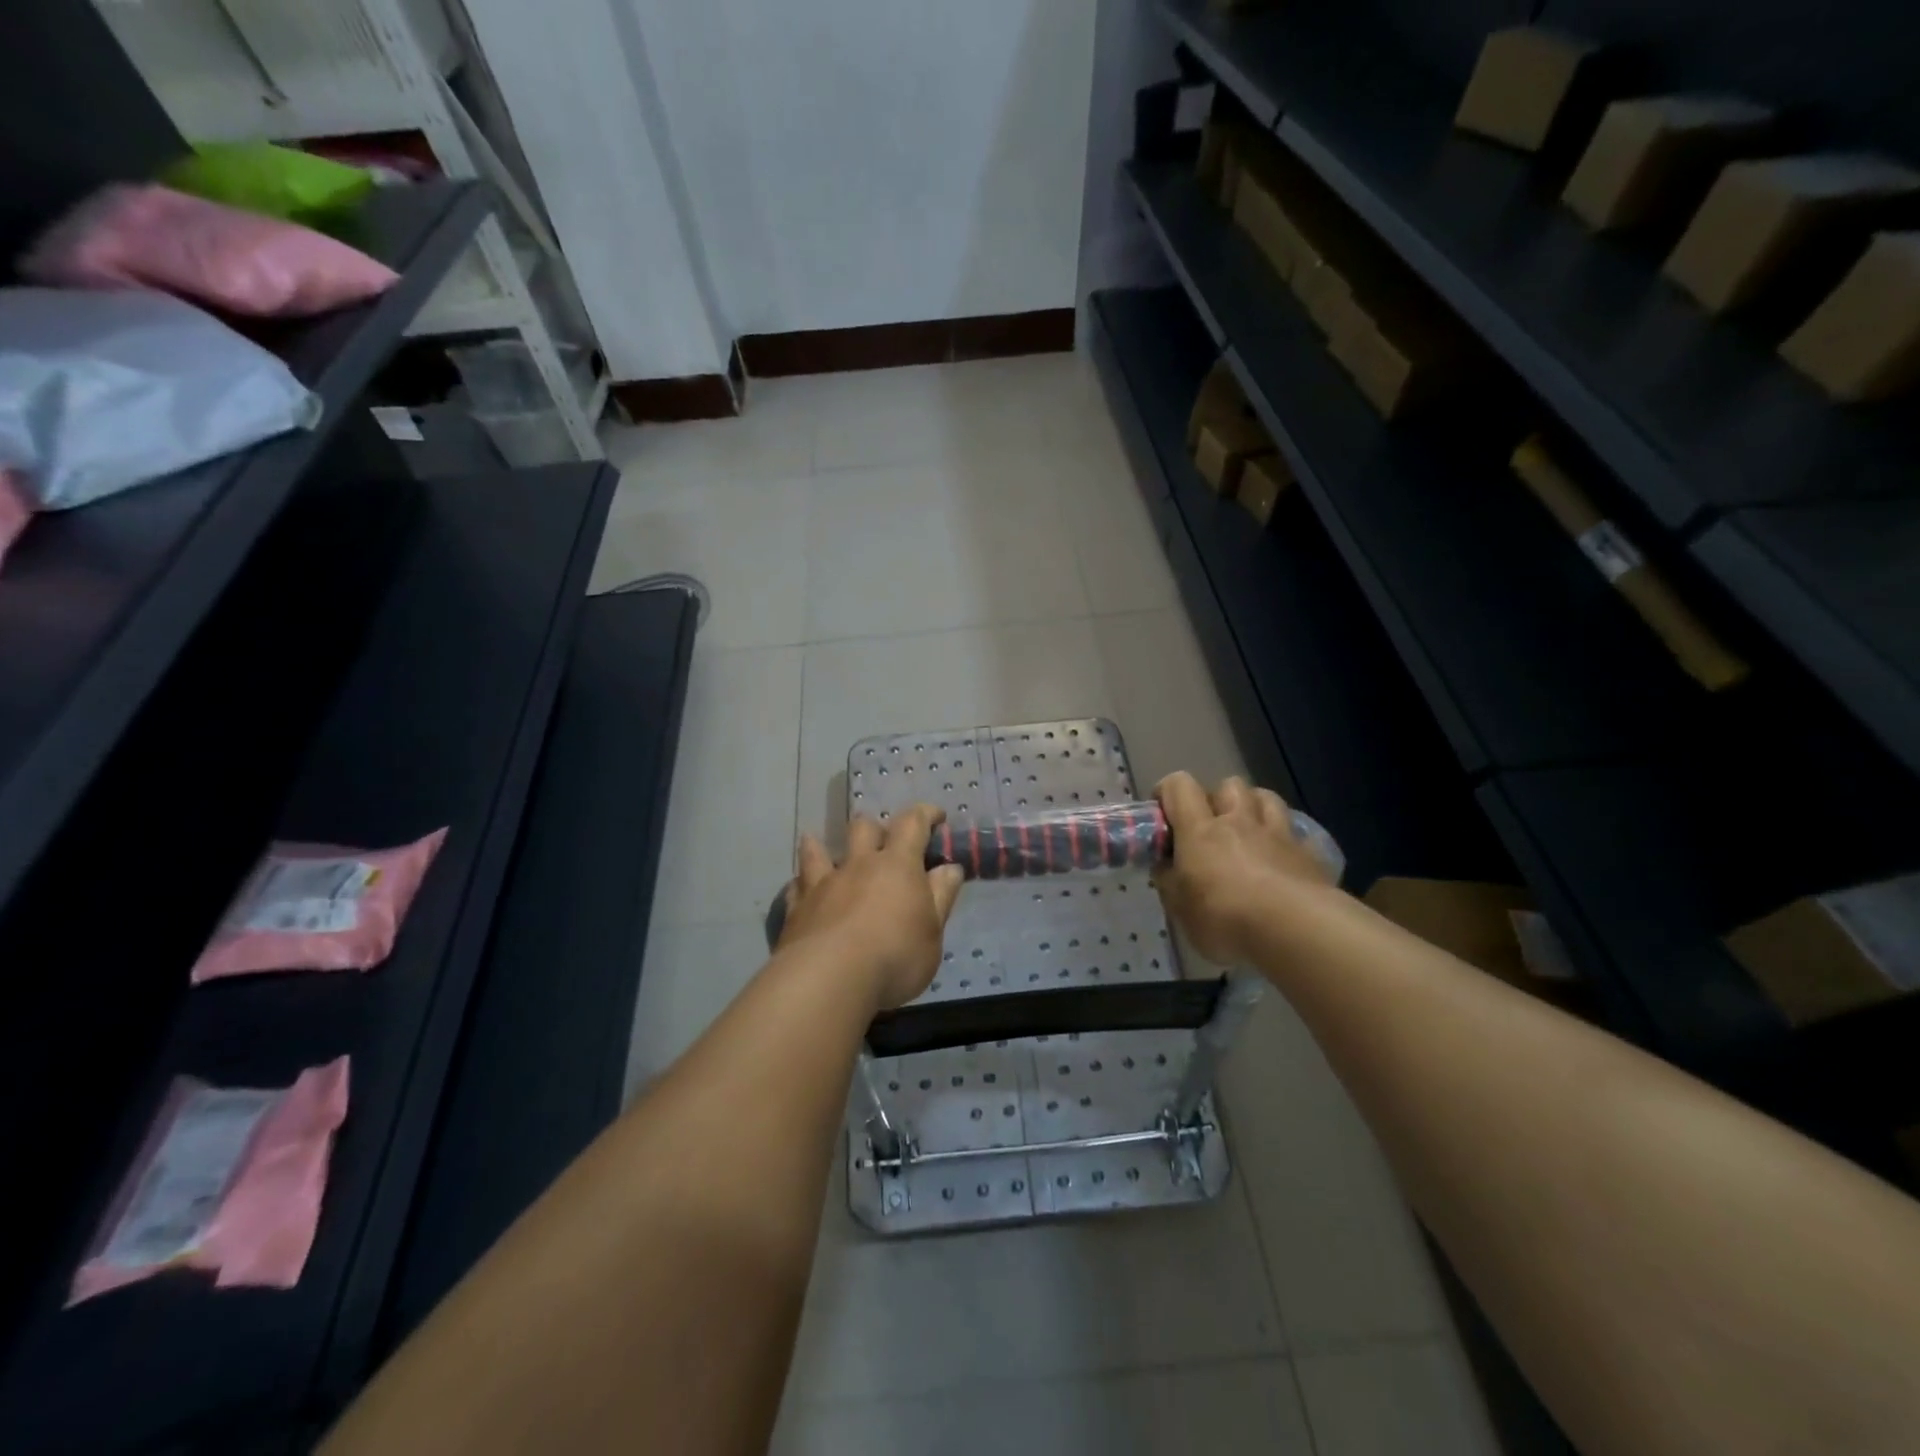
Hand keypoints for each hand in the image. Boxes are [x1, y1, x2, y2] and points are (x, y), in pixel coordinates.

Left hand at [777, 805, 965, 1010]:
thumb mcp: (933, 932)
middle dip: (876, 828)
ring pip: (818, 850)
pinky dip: (802, 884)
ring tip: (821, 845)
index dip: (925, 814)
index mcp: (897, 865)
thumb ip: (941, 896)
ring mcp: (823, 884)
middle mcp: (859, 865)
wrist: (829, 980)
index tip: (936, 816)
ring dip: (822, 845)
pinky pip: (797, 885)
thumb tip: (950, 868)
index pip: (913, 824)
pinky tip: (802, 890)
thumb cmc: (894, 957)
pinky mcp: (797, 908)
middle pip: (864, 828)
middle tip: (883, 842)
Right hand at [1153, 772, 1336, 964]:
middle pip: (1229, 785)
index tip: (1164, 813)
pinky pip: (1297, 834)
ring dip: (1254, 808)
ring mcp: (1278, 835)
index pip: (1180, 785)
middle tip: (1211, 827)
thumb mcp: (1179, 908)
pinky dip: (1286, 841)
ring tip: (1249, 834)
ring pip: (1267, 798)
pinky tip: (1283, 862)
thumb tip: (1165, 865)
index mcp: (1200, 830)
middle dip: (1217, 799)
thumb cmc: (1225, 918)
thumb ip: (1168, 879)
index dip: (1168, 792)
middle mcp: (1239, 822)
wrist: (1297, 930)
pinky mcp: (1309, 854)